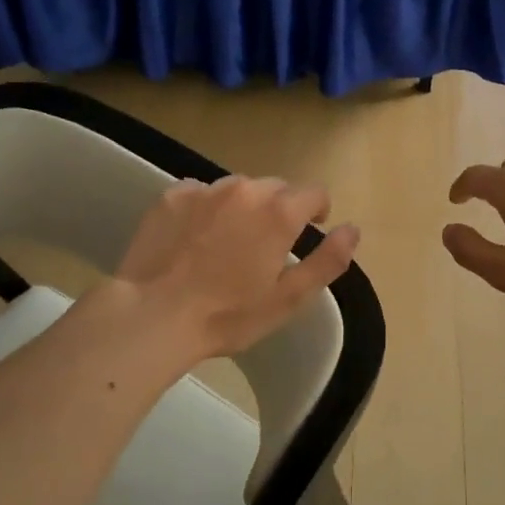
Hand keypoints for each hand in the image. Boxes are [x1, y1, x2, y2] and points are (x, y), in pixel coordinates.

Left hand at [112, 176, 360, 360]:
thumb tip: (352, 229)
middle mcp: (245, 190)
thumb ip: (328, 260)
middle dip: (280, 209)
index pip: (314, 193)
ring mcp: (205, 190)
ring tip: (230, 240)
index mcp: (279, 213)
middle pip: (276, 188)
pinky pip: (201, 192)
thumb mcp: (289, 298)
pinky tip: (195, 237)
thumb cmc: (228, 315)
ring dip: (244, 206)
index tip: (312, 229)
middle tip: (267, 244)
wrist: (152, 316)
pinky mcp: (171, 196)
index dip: (318, 210)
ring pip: (238, 188)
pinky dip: (207, 208)